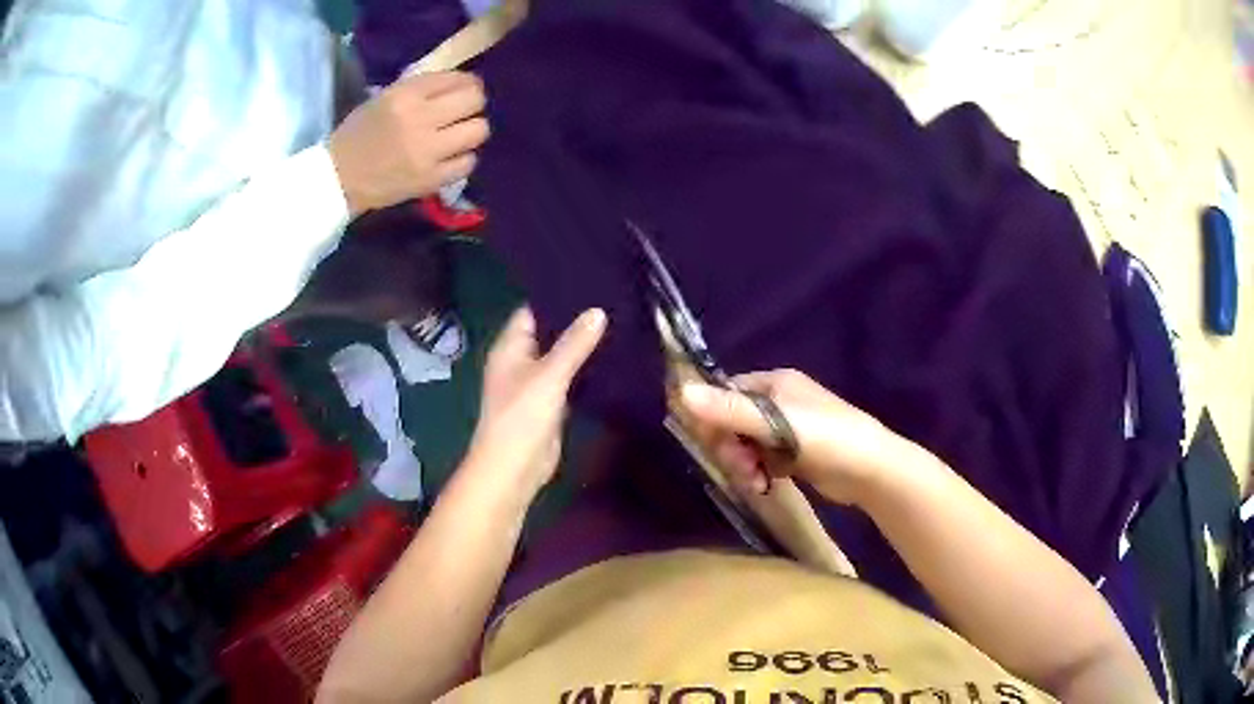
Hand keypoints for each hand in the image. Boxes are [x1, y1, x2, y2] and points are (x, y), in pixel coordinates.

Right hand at [328, 72, 488, 217]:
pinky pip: (468, 163)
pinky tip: (450, 158)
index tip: (464, 89)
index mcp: (405, 95)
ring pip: (478, 130)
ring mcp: (428, 151)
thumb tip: (458, 84)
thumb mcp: (384, 98)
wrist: (337, 179)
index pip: (456, 79)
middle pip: (474, 101)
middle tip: (463, 112)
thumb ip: (420, 89)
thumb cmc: (358, 135)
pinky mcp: (430, 179)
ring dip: (471, 130)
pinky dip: (463, 159)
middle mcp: (420, 119)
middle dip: (473, 104)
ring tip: (458, 135)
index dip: (466, 83)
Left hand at [466, 307, 606, 499]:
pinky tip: (611, 357)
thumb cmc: (522, 417)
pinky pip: (569, 378)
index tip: (589, 281)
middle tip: (612, 299)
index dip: (557, 296)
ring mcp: (535, 383)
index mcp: (510, 347)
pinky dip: (585, 369)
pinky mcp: (550, 403)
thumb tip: (598, 310)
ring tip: (618, 321)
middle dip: (575, 320)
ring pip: (561, 356)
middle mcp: (520, 360)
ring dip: (582, 345)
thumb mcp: (549, 376)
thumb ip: (574, 344)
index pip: (532, 310)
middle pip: (548, 332)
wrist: (514, 469)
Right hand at [677, 369, 923, 505]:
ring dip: (742, 464)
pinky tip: (763, 486)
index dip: (712, 415)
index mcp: (774, 383)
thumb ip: (729, 410)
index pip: (726, 392)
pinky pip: (761, 460)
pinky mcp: (793, 455)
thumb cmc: (826, 436)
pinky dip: (757, 472)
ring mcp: (787, 429)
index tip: (709, 441)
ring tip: (754, 482)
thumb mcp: (775, 422)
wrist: (871, 469)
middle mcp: (778, 401)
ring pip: (745, 444)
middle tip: (740, 468)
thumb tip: (680, 392)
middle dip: (730, 447)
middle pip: (733, 421)